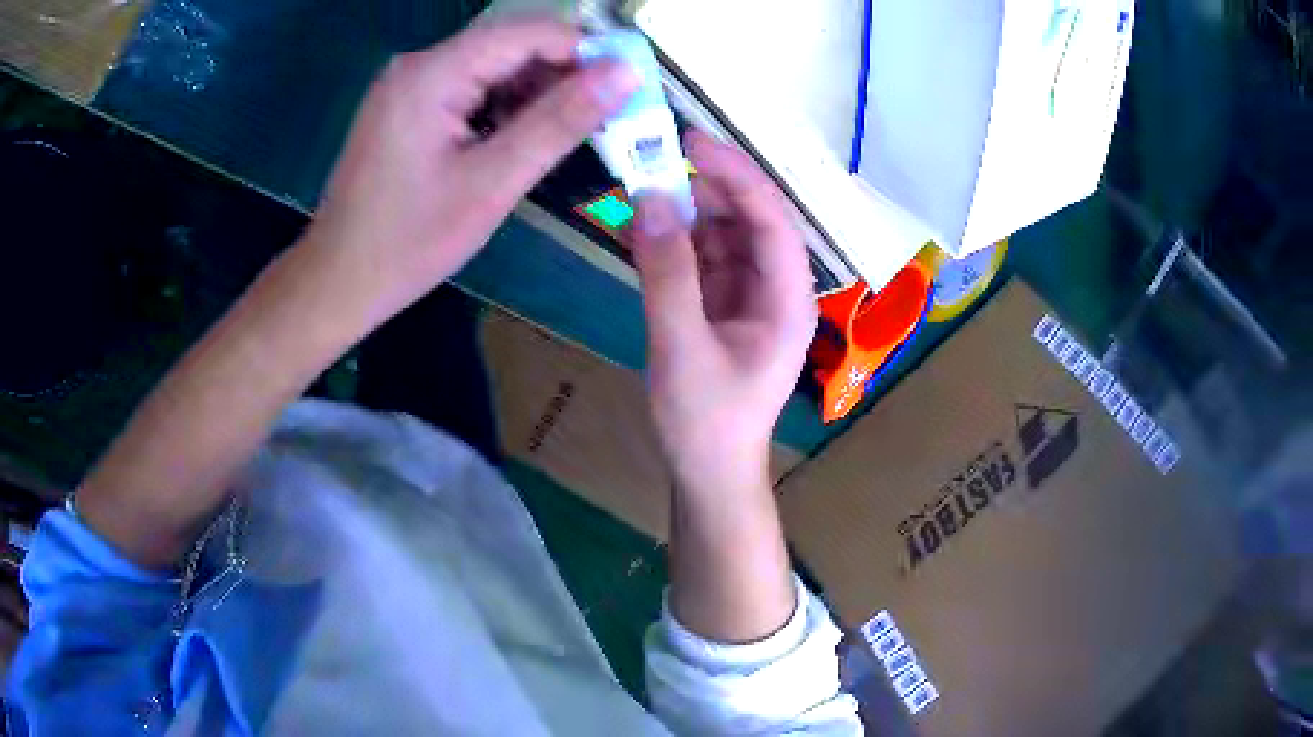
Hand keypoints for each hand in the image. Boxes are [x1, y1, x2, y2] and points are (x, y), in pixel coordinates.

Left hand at [302, 18, 639, 330]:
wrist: (337, 281)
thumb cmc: (409, 242)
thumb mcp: (492, 183)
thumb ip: (560, 122)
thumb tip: (625, 75)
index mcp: (434, 73)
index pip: (530, 33)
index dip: (586, 52)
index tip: (628, 88)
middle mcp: (420, 65)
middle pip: (510, 47)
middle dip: (562, 75)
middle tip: (603, 119)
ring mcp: (410, 86)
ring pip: (493, 69)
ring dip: (535, 95)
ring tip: (567, 136)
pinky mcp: (407, 108)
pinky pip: (469, 91)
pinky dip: (504, 109)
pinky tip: (520, 142)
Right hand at [629, 131, 816, 496]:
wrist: (707, 473)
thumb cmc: (706, 421)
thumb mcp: (681, 347)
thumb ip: (667, 273)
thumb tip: (651, 200)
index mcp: (788, 299)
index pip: (770, 219)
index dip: (736, 175)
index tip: (692, 142)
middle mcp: (776, 289)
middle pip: (747, 221)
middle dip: (705, 188)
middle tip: (654, 160)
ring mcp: (748, 298)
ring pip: (722, 237)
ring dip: (684, 213)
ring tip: (638, 192)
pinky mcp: (722, 307)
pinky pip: (701, 261)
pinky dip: (673, 244)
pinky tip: (638, 231)